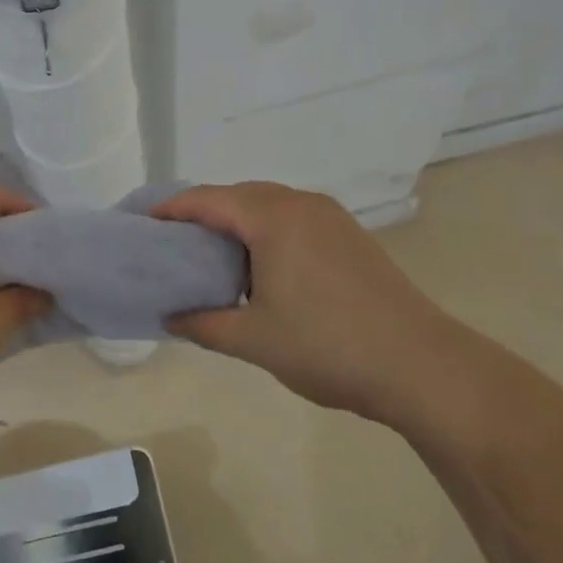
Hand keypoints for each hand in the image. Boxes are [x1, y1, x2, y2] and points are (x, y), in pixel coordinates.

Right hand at [153, 182, 468, 428]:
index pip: (207, 200)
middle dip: (200, 212)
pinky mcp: (349, 236)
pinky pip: (291, 218)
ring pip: (267, 205)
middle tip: (169, 242)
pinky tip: (256, 265)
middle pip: (237, 195)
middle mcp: (301, 204)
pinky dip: (263, 231)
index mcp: (273, 218)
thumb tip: (169, 317)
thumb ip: (203, 324)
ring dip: (234, 222)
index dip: (170, 209)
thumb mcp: (254, 340)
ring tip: (207, 254)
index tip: (140, 222)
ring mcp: (330, 218)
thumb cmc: (328, 347)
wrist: (422, 366)